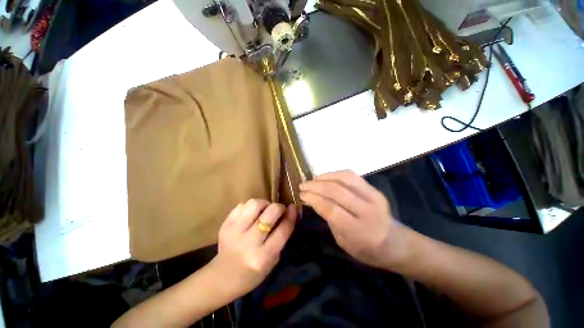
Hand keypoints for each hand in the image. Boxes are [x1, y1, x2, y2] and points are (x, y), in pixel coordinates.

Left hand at [211, 199, 296, 298]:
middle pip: (270, 212)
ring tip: (263, 211)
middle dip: (279, 207)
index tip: (293, 207)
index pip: (283, 229)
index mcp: (264, 256)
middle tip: (278, 210)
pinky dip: (249, 207)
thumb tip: (290, 212)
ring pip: (255, 204)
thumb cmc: (253, 273)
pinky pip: (241, 206)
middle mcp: (249, 242)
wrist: (222, 278)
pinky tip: (250, 215)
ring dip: (263, 204)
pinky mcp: (225, 225)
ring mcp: (234, 232)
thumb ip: (282, 236)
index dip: (291, 215)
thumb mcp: (273, 259)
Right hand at [299, 170, 408, 270]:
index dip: (313, 199)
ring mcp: (373, 196)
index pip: (330, 209)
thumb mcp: (343, 241)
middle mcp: (367, 211)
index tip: (301, 195)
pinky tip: (325, 177)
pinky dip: (335, 174)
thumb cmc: (366, 249)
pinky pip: (351, 176)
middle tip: (302, 186)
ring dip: (324, 177)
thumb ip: (329, 219)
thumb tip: (315, 200)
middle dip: (315, 186)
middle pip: (335, 191)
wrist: (395, 242)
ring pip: (343, 179)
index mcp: (359, 231)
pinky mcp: (374, 189)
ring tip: (312, 180)